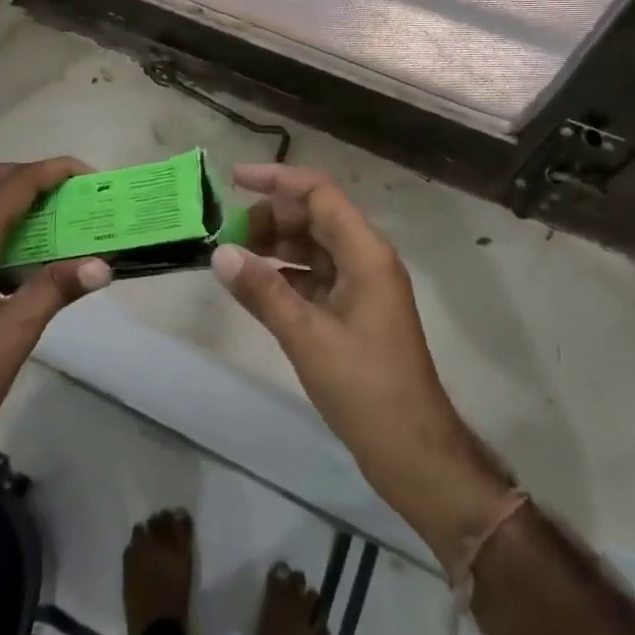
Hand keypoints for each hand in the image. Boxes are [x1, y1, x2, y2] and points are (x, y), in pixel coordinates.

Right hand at [213, 164, 511, 560]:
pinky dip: (287, 274)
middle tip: (228, 233)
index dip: (278, 180)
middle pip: (316, 217)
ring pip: (315, 246)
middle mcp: (367, 260)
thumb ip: (263, 292)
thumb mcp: (308, 337)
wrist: (414, 454)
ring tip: (235, 256)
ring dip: (277, 245)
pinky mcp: (356, 313)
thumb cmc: (366, 389)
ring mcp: (363, 287)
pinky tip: (257, 286)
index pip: (320, 194)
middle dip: (271, 217)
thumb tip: (220, 253)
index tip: (235, 180)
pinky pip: (317, 276)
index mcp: (366, 254)